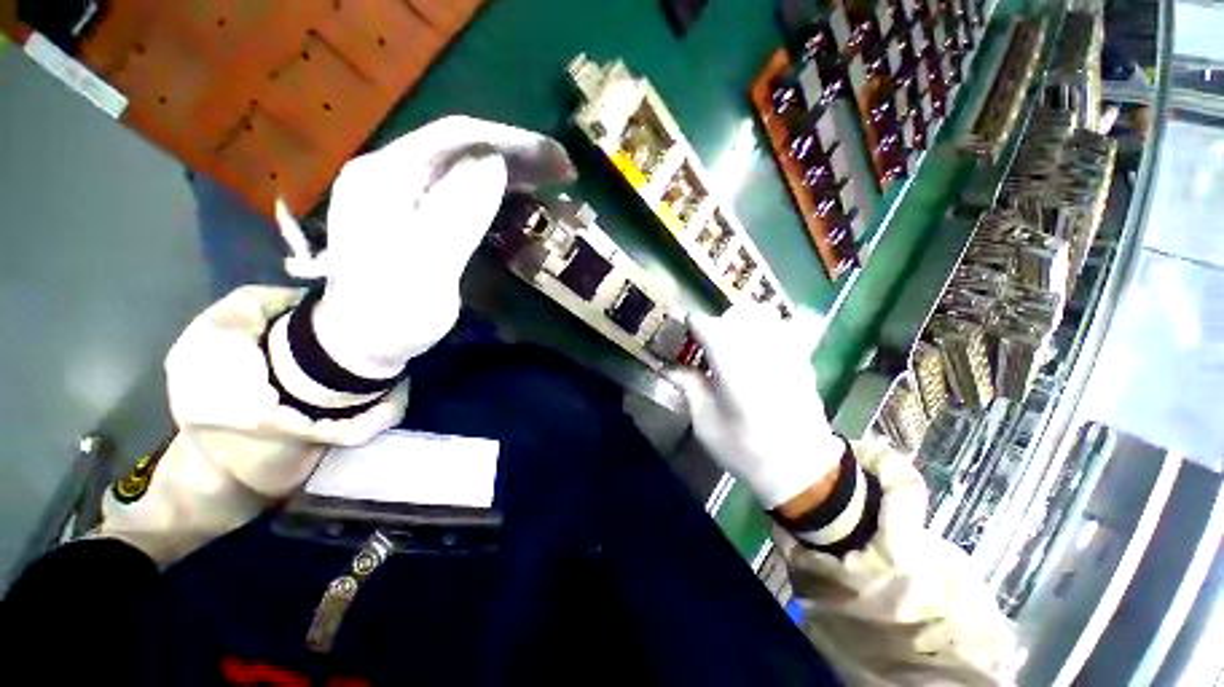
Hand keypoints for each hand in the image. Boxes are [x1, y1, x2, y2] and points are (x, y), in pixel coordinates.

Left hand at [275, 116, 575, 377]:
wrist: (361, 341)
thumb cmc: (392, 314)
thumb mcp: (426, 270)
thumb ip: (456, 214)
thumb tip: (494, 162)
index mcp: (385, 176)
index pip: (456, 136)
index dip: (512, 142)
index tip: (557, 160)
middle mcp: (391, 171)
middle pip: (462, 145)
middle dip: (517, 153)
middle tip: (564, 170)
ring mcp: (402, 190)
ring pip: (465, 164)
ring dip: (511, 169)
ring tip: (551, 181)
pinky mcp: (416, 211)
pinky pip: (462, 186)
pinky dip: (497, 188)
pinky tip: (520, 197)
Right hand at [672, 305, 844, 509]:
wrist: (802, 468)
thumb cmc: (746, 450)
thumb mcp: (706, 424)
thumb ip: (690, 389)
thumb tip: (671, 368)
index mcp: (733, 370)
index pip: (709, 327)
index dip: (693, 324)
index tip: (684, 331)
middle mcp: (760, 353)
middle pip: (735, 315)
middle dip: (716, 323)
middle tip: (707, 342)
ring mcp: (785, 353)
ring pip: (762, 315)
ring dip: (741, 321)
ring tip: (732, 341)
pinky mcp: (801, 359)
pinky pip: (781, 328)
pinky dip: (764, 329)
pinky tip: (757, 350)